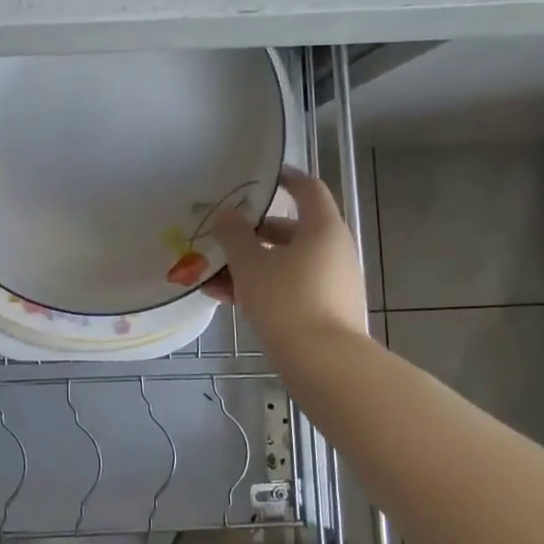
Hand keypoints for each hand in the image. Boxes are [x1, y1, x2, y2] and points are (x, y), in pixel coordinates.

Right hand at [206, 167, 369, 349]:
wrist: (326, 365)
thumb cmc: (287, 301)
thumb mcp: (250, 264)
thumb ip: (234, 235)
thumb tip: (227, 213)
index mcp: (322, 229)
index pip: (308, 190)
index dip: (285, 179)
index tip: (260, 178)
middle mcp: (333, 251)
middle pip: (289, 231)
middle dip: (251, 234)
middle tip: (220, 236)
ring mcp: (332, 283)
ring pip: (284, 263)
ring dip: (249, 265)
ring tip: (210, 275)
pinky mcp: (326, 310)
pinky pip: (288, 288)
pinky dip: (261, 288)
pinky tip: (226, 299)